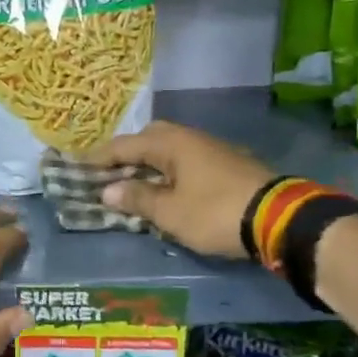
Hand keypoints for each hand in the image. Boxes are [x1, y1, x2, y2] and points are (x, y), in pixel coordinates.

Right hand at [85, 121, 275, 257]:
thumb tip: (108, 190)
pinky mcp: (228, 164)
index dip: (99, 158)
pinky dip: (170, 171)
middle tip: (109, 173)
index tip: (78, 167)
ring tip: (135, 183)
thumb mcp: (170, 212)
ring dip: (150, 163)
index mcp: (171, 143)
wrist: (279, 218)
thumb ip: (138, 198)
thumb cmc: (215, 213)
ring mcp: (212, 149)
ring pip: (170, 149)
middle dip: (127, 154)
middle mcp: (190, 138)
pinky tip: (168, 189)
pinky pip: (186, 161)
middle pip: (149, 139)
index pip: (124, 145)